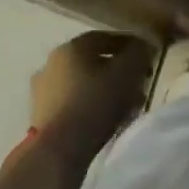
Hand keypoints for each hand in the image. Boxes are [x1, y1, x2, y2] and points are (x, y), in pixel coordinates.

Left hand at [30, 32, 154, 145]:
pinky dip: (91, 107)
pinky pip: (74, 104)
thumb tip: (143, 46)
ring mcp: (42, 93)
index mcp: (70, 47)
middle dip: (118, 71)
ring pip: (83, 84)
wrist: (58, 151)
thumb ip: (139, 54)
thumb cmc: (95, 103)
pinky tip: (108, 120)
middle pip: (93, 62)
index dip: (129, 44)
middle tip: (138, 83)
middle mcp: (51, 64)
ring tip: (127, 106)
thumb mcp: (127, 72)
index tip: (147, 56)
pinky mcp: (41, 118)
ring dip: (105, 91)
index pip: (104, 37)